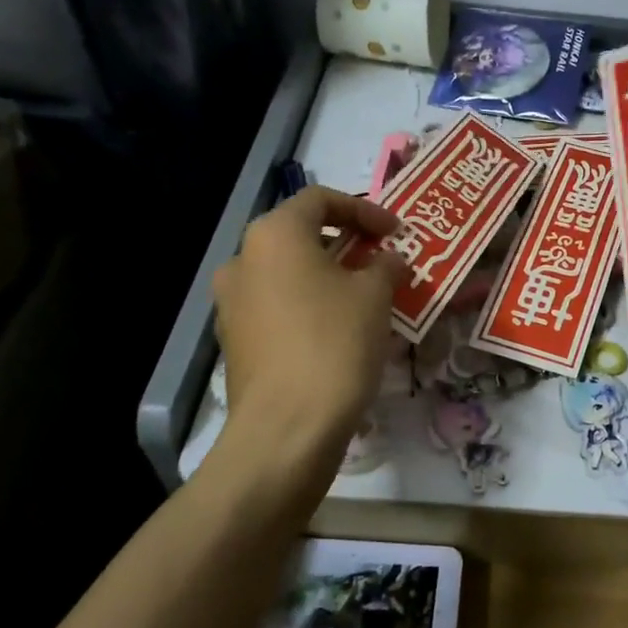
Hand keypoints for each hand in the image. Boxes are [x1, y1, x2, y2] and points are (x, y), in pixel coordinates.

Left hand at [209, 187, 407, 483]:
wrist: (286, 428)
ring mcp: (232, 303)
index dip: (363, 209)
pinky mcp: (235, 341)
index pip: (320, 199)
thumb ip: (385, 265)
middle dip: (346, 243)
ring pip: (288, 273)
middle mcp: (243, 260)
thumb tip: (388, 260)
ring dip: (328, 276)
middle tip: (382, 260)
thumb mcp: (375, 295)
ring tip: (366, 297)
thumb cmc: (335, 344)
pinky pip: (278, 307)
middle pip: (300, 235)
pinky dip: (309, 305)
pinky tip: (339, 330)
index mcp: (274, 235)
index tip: (395, 231)